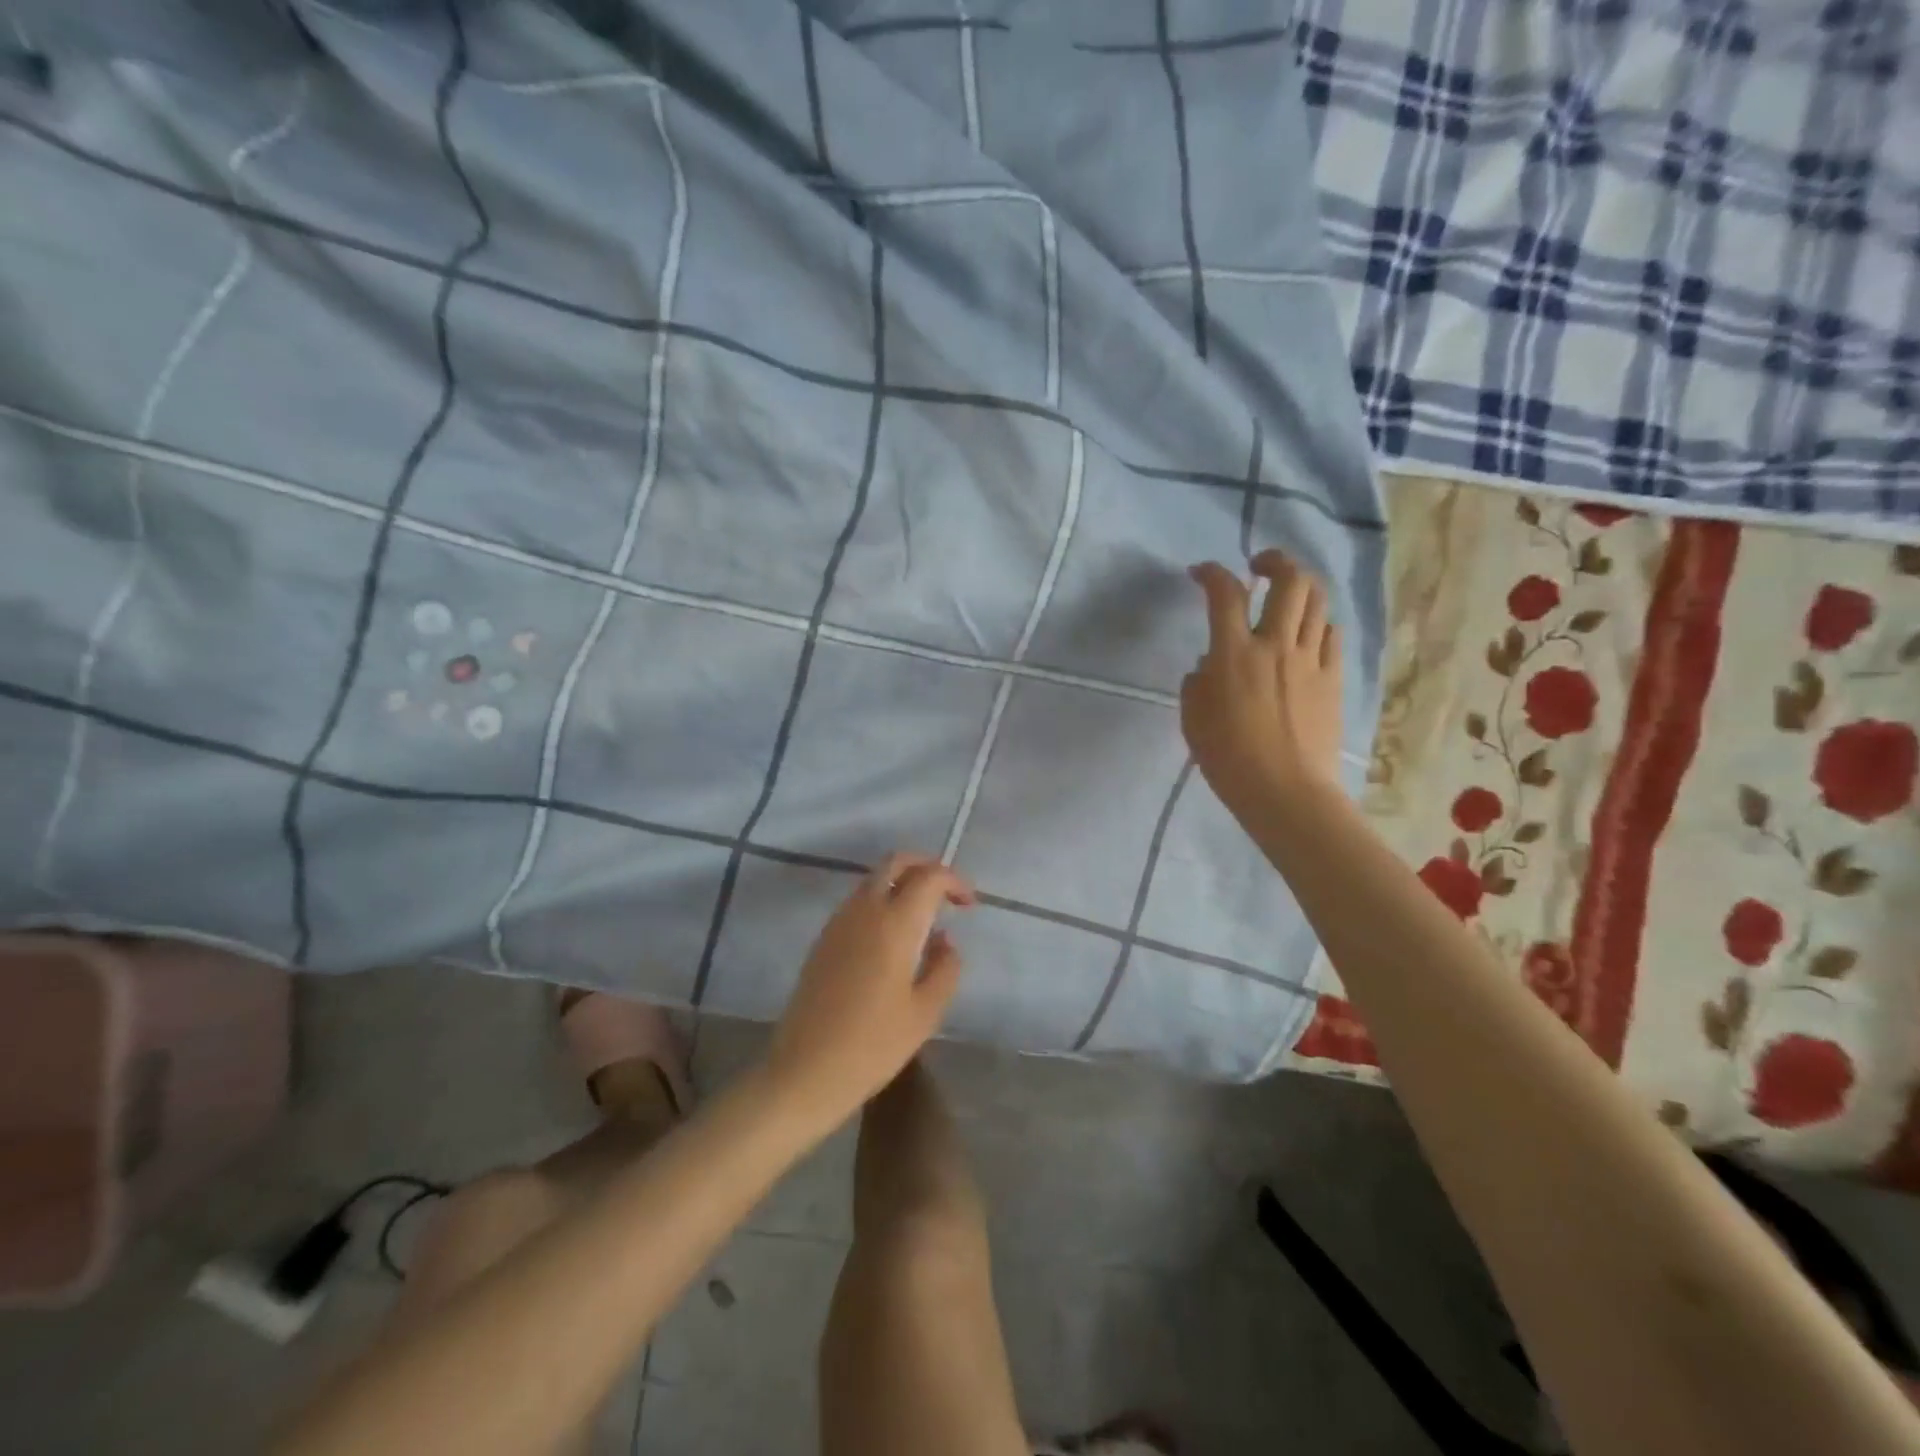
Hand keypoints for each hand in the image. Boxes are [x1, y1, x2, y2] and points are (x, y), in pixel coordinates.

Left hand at [763, 853, 974, 1125]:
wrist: (805, 1071)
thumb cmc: (873, 1045)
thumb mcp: (925, 1012)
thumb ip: (944, 967)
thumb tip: (944, 940)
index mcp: (894, 924)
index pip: (929, 877)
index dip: (954, 881)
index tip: (968, 905)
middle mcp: (864, 911)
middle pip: (895, 862)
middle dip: (925, 866)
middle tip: (946, 894)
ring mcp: (838, 923)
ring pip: (873, 879)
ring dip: (901, 883)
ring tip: (923, 918)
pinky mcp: (823, 940)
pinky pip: (857, 902)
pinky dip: (881, 901)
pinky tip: (892, 939)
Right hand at [1182, 551, 1344, 820]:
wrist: (1286, 792)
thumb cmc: (1229, 759)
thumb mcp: (1193, 720)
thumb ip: (1198, 682)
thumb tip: (1209, 665)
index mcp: (1235, 654)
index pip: (1225, 593)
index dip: (1212, 573)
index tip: (1200, 573)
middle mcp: (1276, 645)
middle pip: (1290, 581)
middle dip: (1275, 561)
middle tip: (1259, 566)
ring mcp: (1311, 660)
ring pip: (1317, 602)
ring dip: (1300, 588)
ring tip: (1285, 598)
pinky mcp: (1333, 679)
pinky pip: (1331, 635)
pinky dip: (1317, 625)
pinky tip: (1306, 637)